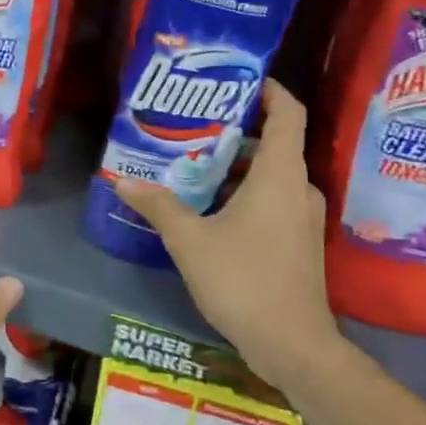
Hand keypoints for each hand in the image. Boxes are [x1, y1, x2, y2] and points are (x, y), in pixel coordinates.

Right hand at [114, 80, 336, 384]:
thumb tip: (123, 180)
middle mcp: (298, 190)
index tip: (241, 79)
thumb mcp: (190, 241)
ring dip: (236, 166)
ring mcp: (301, 218)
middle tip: (193, 125)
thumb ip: (159, 205)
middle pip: (274, 144)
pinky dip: (243, 193)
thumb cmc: (244, 281)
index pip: (288, 114)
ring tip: (191, 163)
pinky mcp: (297, 242)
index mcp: (280, 177)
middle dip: (236, 131)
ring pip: (271, 176)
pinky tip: (207, 206)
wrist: (293, 345)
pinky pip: (271, 200)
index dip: (271, 90)